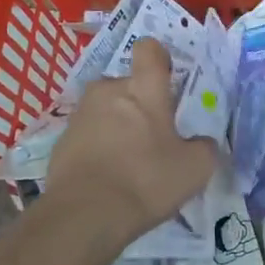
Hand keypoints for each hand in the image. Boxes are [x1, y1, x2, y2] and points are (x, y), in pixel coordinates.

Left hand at [45, 38, 219, 245]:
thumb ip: (204, 148)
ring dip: (116, 125)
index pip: (149, 49)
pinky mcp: (60, 141)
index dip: (158, 59)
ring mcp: (80, 115)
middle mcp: (108, 90)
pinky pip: (86, 135)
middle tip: (152, 137)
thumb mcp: (194, 169)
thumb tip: (202, 143)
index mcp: (143, 88)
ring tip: (127, 161)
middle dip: (138, 103)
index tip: (166, 80)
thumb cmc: (146, 181)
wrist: (84, 216)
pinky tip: (106, 178)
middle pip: (126, 84)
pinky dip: (96, 148)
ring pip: (105, 109)